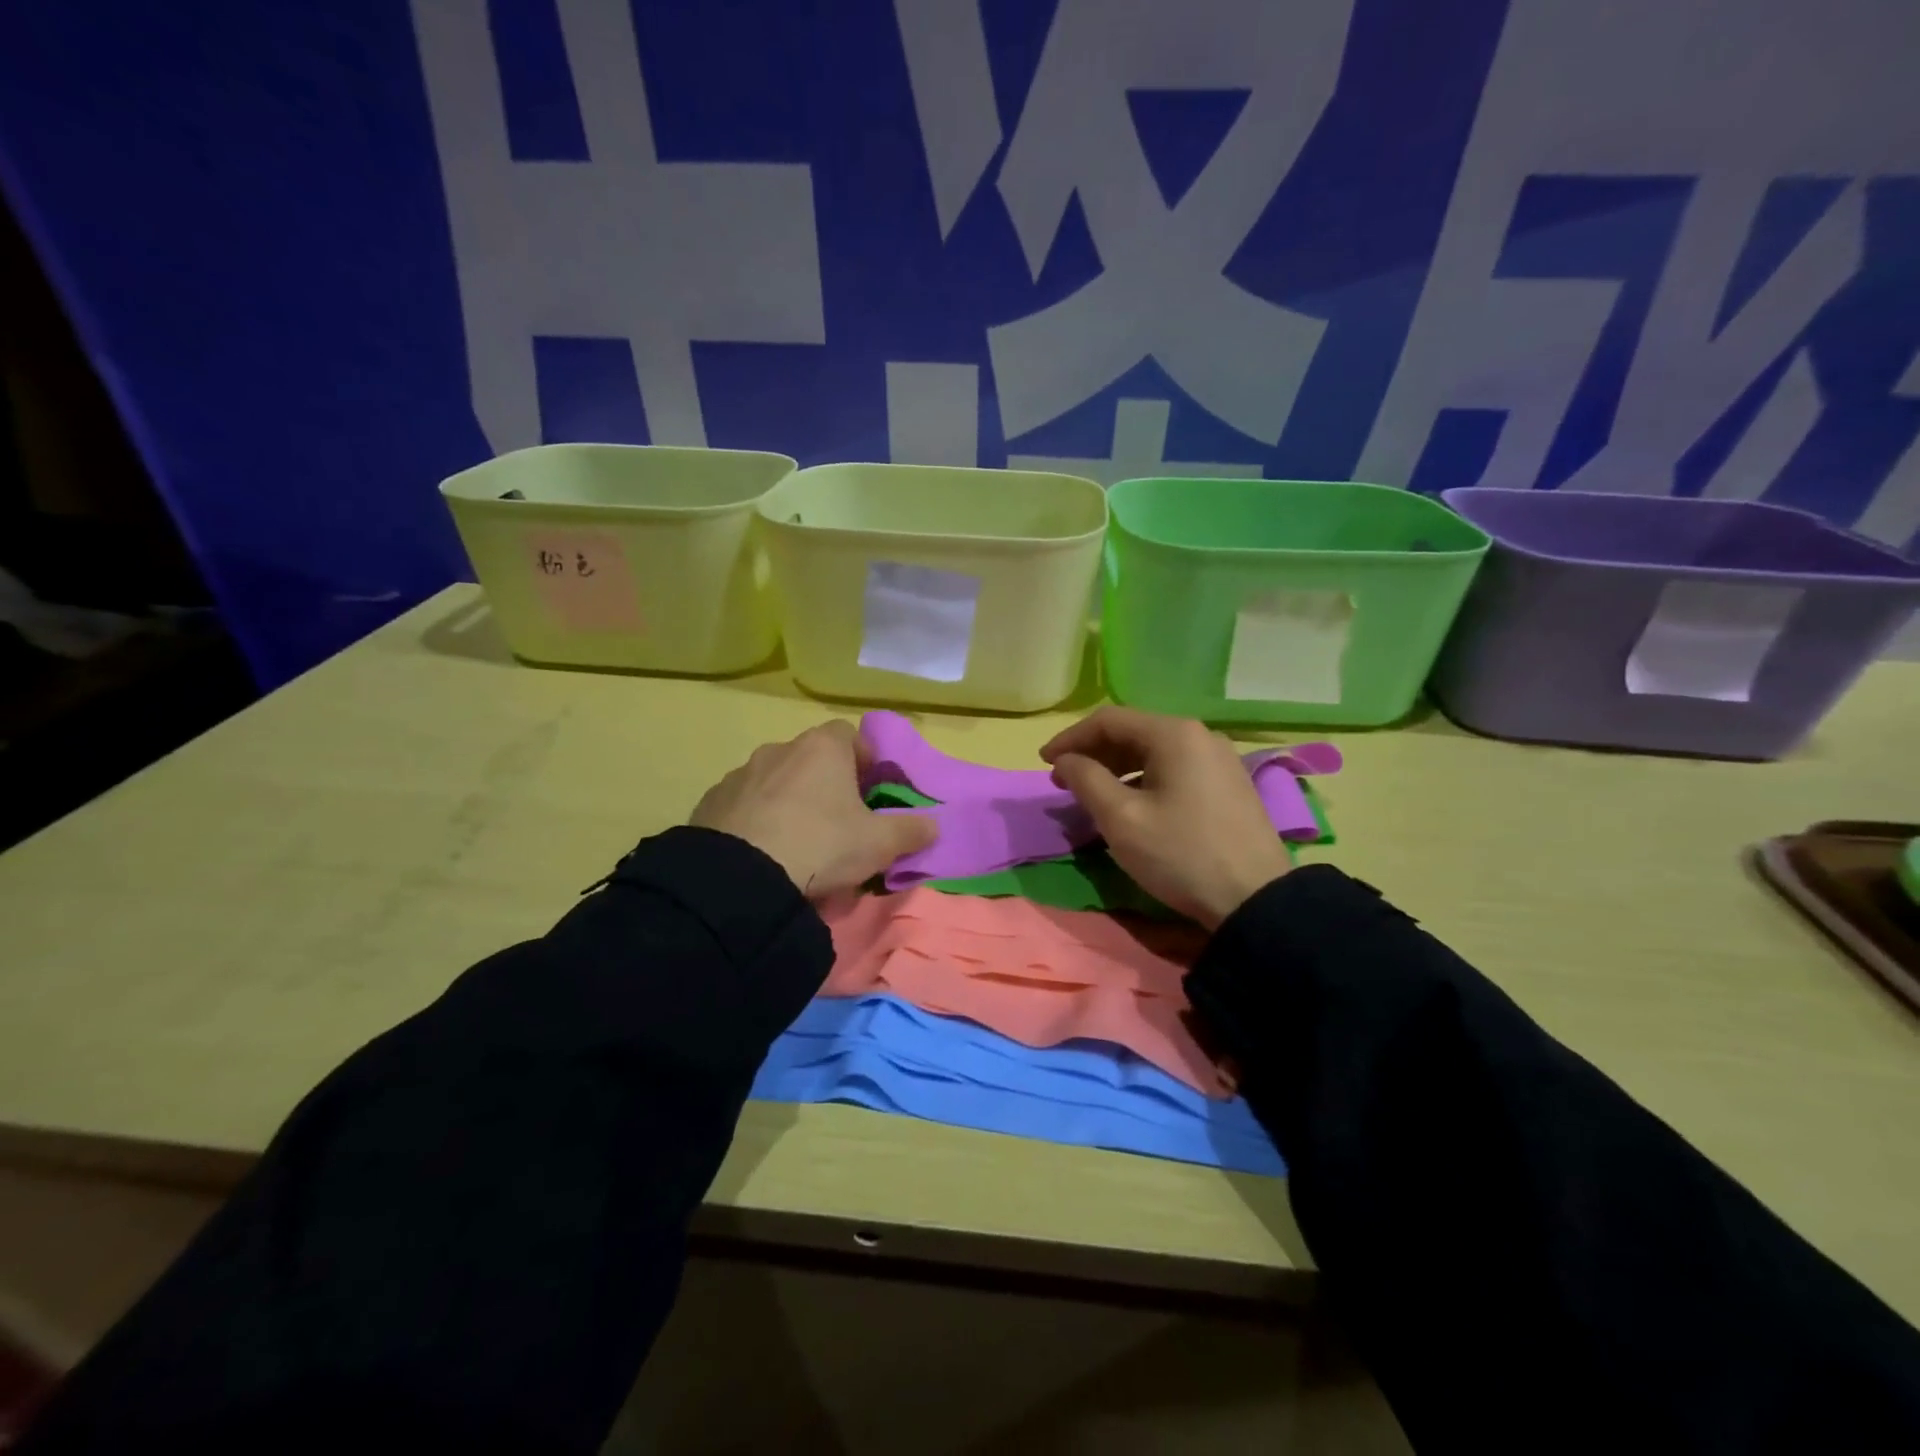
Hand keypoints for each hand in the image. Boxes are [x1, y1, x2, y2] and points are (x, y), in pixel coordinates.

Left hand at [690, 720, 935, 899]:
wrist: (741, 877)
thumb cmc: (822, 844)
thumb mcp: (880, 844)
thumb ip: (911, 830)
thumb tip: (934, 825)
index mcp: (822, 748)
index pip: (849, 735)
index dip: (864, 760)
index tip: (870, 792)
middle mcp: (779, 749)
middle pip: (812, 759)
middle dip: (826, 785)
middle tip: (838, 823)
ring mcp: (740, 774)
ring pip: (776, 782)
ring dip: (789, 802)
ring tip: (797, 845)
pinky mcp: (710, 802)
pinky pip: (744, 806)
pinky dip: (756, 821)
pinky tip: (762, 854)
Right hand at [1041, 707, 1290, 929]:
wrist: (1255, 900)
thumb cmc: (1181, 854)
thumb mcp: (1122, 819)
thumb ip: (1086, 780)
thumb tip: (1066, 760)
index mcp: (1174, 734)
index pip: (1108, 720)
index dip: (1070, 738)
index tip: (1044, 763)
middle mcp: (1200, 735)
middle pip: (1133, 732)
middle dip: (1092, 753)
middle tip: (1063, 781)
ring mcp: (1219, 759)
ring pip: (1154, 751)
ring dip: (1117, 767)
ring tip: (1092, 793)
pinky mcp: (1228, 784)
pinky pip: (1175, 768)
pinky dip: (1143, 778)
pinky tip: (1131, 803)